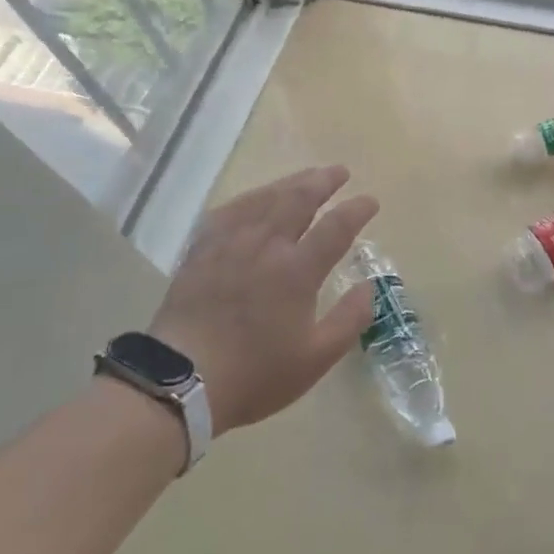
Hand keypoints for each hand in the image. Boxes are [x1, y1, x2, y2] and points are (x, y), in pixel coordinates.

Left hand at [151, 165, 377, 432]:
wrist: (181, 382)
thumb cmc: (255, 374)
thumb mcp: (315, 359)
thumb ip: (349, 319)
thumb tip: (369, 286)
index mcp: (297, 270)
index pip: (335, 227)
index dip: (357, 210)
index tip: (371, 201)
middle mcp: (266, 245)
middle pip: (298, 199)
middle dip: (323, 181)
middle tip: (339, 172)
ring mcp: (230, 244)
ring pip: (264, 198)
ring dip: (290, 182)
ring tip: (306, 176)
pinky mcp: (202, 251)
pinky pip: (229, 211)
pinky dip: (250, 198)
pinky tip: (254, 198)